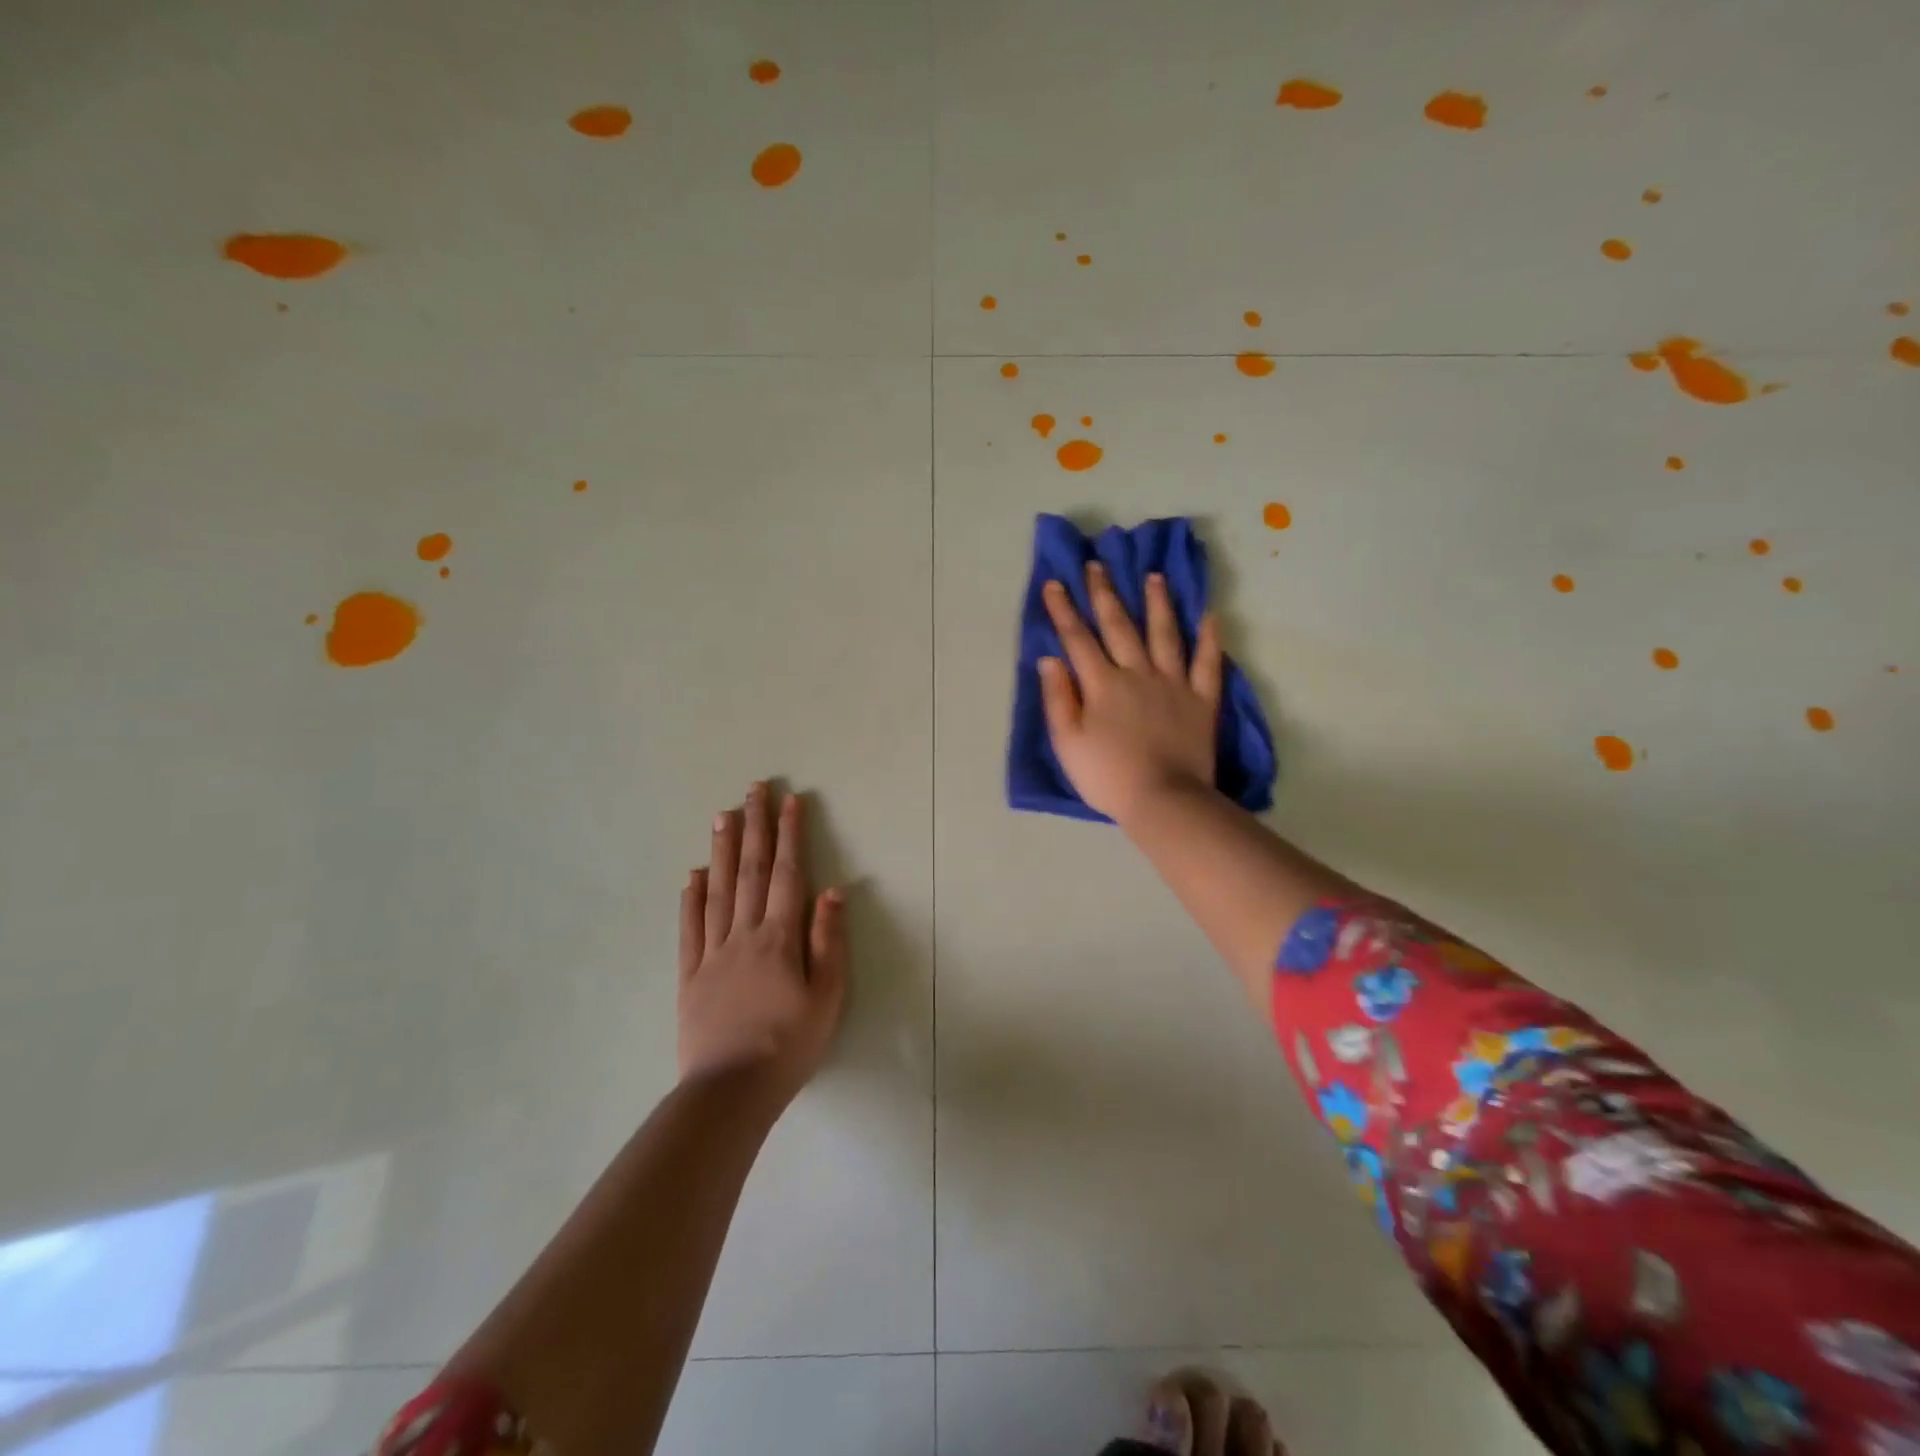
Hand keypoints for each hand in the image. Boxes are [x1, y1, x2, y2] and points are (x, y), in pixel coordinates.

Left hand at [678, 784, 847, 1109]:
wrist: (730, 1091)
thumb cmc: (789, 1045)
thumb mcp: (827, 997)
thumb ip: (829, 942)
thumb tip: (833, 891)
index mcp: (779, 938)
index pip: (786, 874)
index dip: (790, 835)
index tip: (791, 801)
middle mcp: (744, 934)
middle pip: (749, 871)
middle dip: (755, 826)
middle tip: (754, 789)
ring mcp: (712, 952)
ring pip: (717, 890)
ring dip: (721, 850)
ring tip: (722, 815)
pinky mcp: (690, 975)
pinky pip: (689, 928)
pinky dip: (691, 898)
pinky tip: (692, 874)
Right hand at [1038, 563, 1222, 824]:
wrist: (1164, 799)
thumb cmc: (1108, 776)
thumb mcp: (1068, 743)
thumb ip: (1058, 698)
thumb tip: (1050, 659)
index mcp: (1102, 684)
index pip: (1078, 639)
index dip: (1064, 610)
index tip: (1055, 582)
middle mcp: (1137, 673)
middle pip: (1119, 627)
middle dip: (1105, 594)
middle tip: (1098, 565)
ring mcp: (1174, 684)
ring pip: (1165, 634)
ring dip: (1158, 603)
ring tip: (1154, 576)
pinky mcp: (1202, 700)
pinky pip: (1208, 663)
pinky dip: (1210, 639)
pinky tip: (1210, 616)